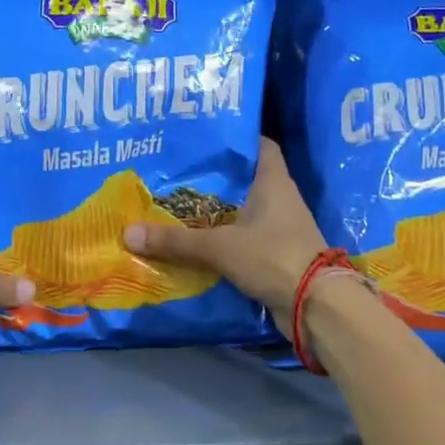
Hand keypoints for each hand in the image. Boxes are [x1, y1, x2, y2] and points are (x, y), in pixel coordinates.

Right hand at [123, 139, 325, 336]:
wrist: (316, 305)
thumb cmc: (273, 257)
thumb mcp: (219, 246)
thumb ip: (176, 241)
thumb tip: (128, 233)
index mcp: (274, 182)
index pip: (260, 145)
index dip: (237, 139)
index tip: (205, 139)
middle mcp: (281, 199)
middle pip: (247, 179)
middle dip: (217, 179)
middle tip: (179, 174)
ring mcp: (282, 229)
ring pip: (246, 212)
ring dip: (220, 212)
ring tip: (181, 207)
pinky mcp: (279, 256)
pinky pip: (247, 240)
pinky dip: (227, 241)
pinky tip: (199, 244)